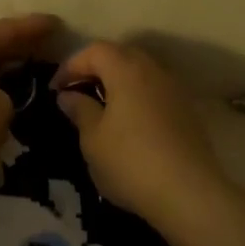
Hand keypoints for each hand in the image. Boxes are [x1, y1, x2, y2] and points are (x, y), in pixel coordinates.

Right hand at [52, 40, 229, 224]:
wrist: (190, 194)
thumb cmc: (130, 162)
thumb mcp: (92, 139)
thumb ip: (79, 110)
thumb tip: (69, 95)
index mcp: (126, 70)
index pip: (94, 51)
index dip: (71, 65)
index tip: (55, 89)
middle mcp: (154, 71)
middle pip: (120, 55)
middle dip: (95, 69)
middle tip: (76, 93)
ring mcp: (174, 90)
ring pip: (140, 73)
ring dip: (117, 83)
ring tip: (100, 108)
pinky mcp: (187, 112)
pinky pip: (154, 92)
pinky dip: (136, 98)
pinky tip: (127, 124)